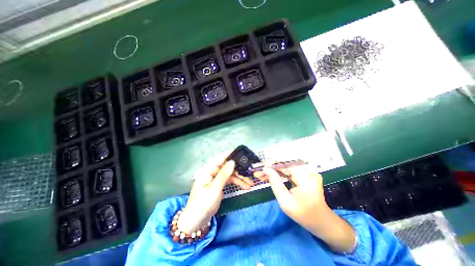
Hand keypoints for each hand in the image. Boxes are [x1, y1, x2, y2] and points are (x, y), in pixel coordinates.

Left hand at [177, 153, 251, 233]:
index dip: (229, 154)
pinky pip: (230, 180)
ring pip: (230, 174)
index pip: (219, 159)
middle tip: (249, 171)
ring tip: (251, 183)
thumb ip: (224, 175)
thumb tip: (232, 162)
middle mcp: (212, 172)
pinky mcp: (220, 184)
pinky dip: (237, 182)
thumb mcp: (214, 189)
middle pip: (227, 166)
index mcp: (207, 170)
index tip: (240, 152)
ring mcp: (216, 178)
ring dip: (240, 178)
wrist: (197, 221)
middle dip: (238, 169)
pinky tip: (246, 186)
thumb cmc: (203, 204)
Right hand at [256, 165, 326, 227]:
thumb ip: (275, 183)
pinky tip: (271, 176)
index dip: (271, 164)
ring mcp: (308, 172)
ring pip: (287, 168)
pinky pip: (290, 172)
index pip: (286, 165)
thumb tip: (266, 169)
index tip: (260, 166)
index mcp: (306, 177)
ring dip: (274, 171)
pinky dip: (280, 174)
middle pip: (286, 166)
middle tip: (259, 173)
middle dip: (271, 168)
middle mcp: (308, 171)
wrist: (323, 223)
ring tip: (262, 175)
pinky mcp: (306, 175)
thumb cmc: (304, 215)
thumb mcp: (286, 202)